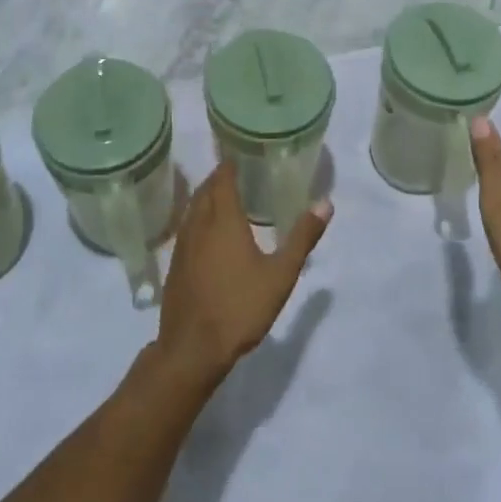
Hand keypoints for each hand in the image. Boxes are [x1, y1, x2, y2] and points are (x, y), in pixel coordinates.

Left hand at [155, 163, 330, 387]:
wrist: (192, 347)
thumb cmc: (240, 307)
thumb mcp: (281, 274)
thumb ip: (302, 237)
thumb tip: (325, 203)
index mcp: (223, 220)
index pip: (222, 179)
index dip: (229, 164)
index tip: (239, 154)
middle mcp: (198, 225)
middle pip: (205, 191)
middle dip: (218, 178)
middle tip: (236, 172)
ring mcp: (182, 245)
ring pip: (192, 209)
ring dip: (205, 197)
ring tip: (223, 197)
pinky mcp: (175, 265)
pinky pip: (186, 228)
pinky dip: (197, 218)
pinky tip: (208, 233)